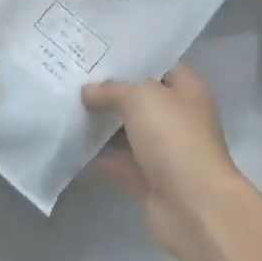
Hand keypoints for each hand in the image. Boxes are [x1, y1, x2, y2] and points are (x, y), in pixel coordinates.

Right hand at [83, 65, 248, 260]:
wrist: (194, 206)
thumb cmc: (175, 139)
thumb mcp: (141, 98)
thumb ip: (112, 90)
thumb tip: (88, 92)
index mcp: (188, 91)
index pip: (160, 66)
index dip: (133, 60)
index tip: (99, 54)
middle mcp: (180, 118)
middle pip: (141, 100)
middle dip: (111, 92)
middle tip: (75, 79)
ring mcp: (166, 152)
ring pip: (129, 132)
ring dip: (103, 125)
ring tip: (67, 106)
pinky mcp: (151, 181)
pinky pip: (121, 163)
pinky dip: (100, 158)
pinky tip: (71, 145)